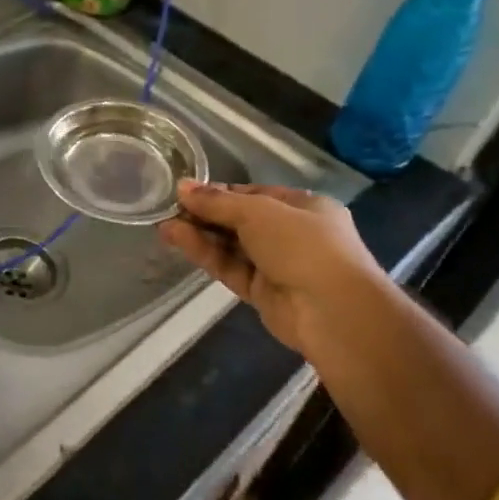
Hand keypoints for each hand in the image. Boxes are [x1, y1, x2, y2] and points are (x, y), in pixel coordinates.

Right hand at [158, 180, 383, 352]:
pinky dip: (205, 253)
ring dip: (199, 233)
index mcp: (304, 207)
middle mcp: (293, 234)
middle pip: (239, 220)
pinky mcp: (263, 293)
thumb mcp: (257, 211)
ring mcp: (278, 265)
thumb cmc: (303, 245)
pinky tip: (177, 239)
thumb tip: (182, 187)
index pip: (254, 195)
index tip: (187, 192)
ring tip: (164, 223)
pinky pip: (229, 267)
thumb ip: (216, 201)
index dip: (220, 192)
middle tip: (169, 207)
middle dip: (205, 214)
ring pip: (231, 245)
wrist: (334, 312)